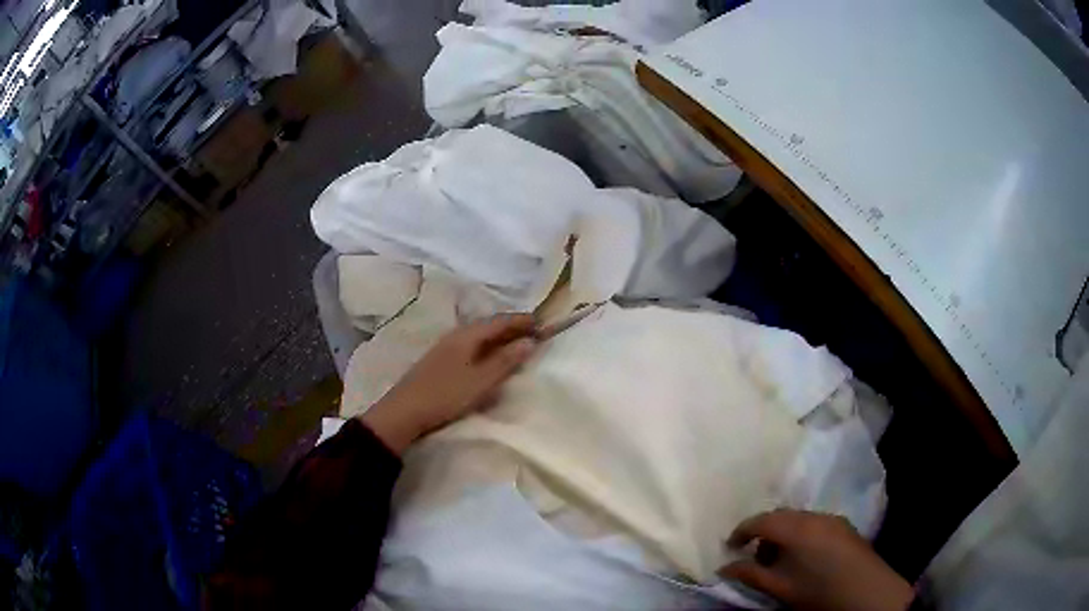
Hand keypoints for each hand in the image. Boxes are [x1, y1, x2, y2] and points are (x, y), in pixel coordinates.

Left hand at [360, 314, 538, 454]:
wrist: (404, 411)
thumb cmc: (445, 395)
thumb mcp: (480, 381)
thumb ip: (505, 361)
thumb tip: (529, 342)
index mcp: (467, 335)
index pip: (500, 321)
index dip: (521, 321)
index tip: (542, 323)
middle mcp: (456, 335)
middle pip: (488, 326)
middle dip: (511, 328)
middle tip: (533, 333)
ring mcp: (445, 348)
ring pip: (478, 336)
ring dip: (499, 338)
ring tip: (516, 345)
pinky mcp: (440, 361)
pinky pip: (470, 347)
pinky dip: (486, 348)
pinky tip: (489, 359)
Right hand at [720, 510, 913, 610]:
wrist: (865, 590)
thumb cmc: (817, 591)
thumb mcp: (779, 587)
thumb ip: (750, 575)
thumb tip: (724, 567)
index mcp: (795, 528)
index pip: (760, 520)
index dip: (741, 531)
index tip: (729, 547)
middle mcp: (814, 515)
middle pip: (780, 516)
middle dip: (763, 532)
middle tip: (754, 557)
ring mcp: (832, 518)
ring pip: (798, 518)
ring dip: (783, 534)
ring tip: (779, 560)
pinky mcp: (844, 525)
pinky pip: (814, 523)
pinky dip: (801, 535)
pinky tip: (803, 557)